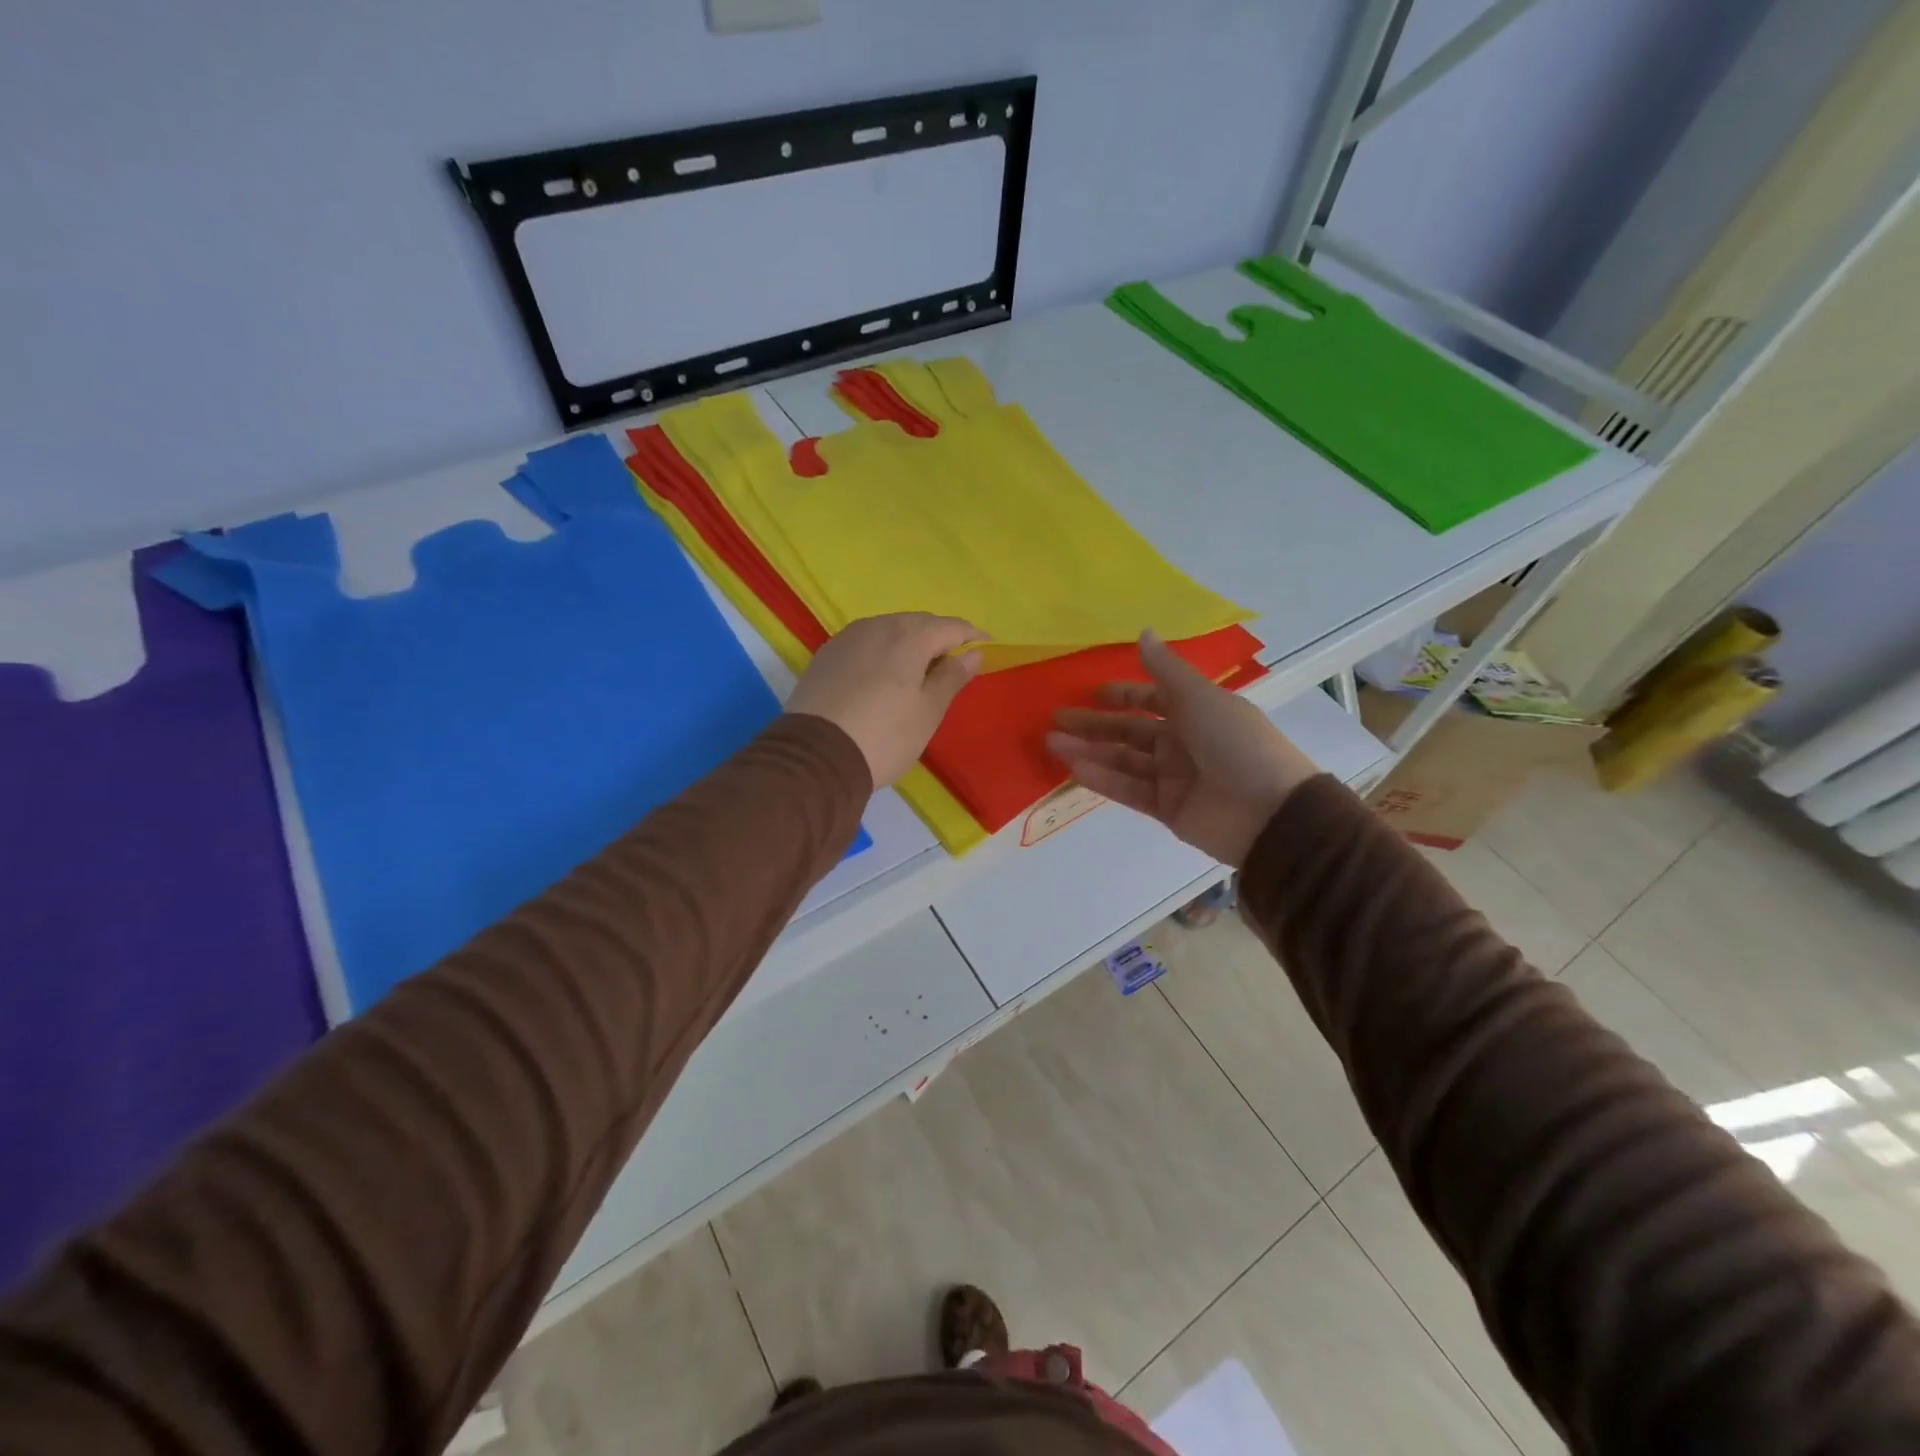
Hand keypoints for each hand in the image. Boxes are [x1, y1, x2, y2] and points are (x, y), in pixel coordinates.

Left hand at [787, 614, 983, 787]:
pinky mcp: (825, 656)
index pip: (951, 626)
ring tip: (918, 672)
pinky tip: (883, 677)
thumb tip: (972, 654)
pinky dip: (882, 654)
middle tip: (953, 664)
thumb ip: (952, 678)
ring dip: (909, 645)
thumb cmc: (884, 736)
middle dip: (939, 639)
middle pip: (918, 624)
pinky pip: (865, 645)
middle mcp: (877, 626)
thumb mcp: (928, 712)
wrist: (814, 758)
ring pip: (888, 631)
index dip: (972, 637)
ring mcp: (846, 639)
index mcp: (909, 635)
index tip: (987, 649)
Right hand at [1045, 631, 1318, 867]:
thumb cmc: (1236, 743)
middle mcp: (1183, 742)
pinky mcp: (1166, 808)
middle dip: (1094, 724)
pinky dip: (1102, 779)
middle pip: (1130, 731)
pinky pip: (1128, 790)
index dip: (1124, 695)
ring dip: (1089, 750)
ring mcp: (1173, 777)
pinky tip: (1074, 768)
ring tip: (1052, 743)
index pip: (1153, 700)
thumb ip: (1166, 670)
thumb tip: (1143, 631)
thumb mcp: (1201, 698)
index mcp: (1197, 712)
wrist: (1269, 813)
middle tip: (1056, 719)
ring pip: (1123, 760)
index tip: (1092, 693)